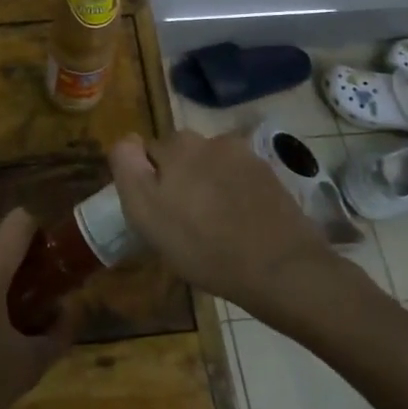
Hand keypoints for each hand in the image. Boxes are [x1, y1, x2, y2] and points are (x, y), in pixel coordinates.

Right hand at [110, 131, 335, 310]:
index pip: (148, 152)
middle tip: (184, 220)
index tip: (156, 211)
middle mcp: (210, 140)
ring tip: (216, 224)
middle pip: (182, 155)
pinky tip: (240, 224)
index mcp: (177, 146)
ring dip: (208, 184)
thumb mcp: (146, 212)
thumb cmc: (203, 246)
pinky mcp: (270, 176)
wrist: (281, 268)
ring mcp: (245, 156)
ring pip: (212, 165)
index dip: (148, 181)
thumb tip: (126, 140)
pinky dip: (235, 194)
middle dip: (180, 178)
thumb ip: (128, 168)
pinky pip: (240, 180)